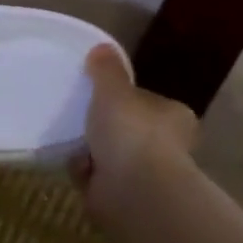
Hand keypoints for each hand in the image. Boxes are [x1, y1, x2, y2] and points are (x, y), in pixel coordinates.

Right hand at [74, 45, 197, 210]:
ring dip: (91, 150)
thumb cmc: (130, 132)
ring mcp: (147, 174)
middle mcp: (167, 145)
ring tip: (69, 139)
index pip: (146, 101)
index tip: (97, 95)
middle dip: (103, 127)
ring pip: (111, 154)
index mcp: (173, 116)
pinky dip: (85, 171)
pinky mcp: (126, 196)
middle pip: (127, 129)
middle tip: (77, 115)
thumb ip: (106, 70)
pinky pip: (98, 177)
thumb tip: (103, 46)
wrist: (134, 191)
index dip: (122, 97)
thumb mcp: (113, 90)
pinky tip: (73, 163)